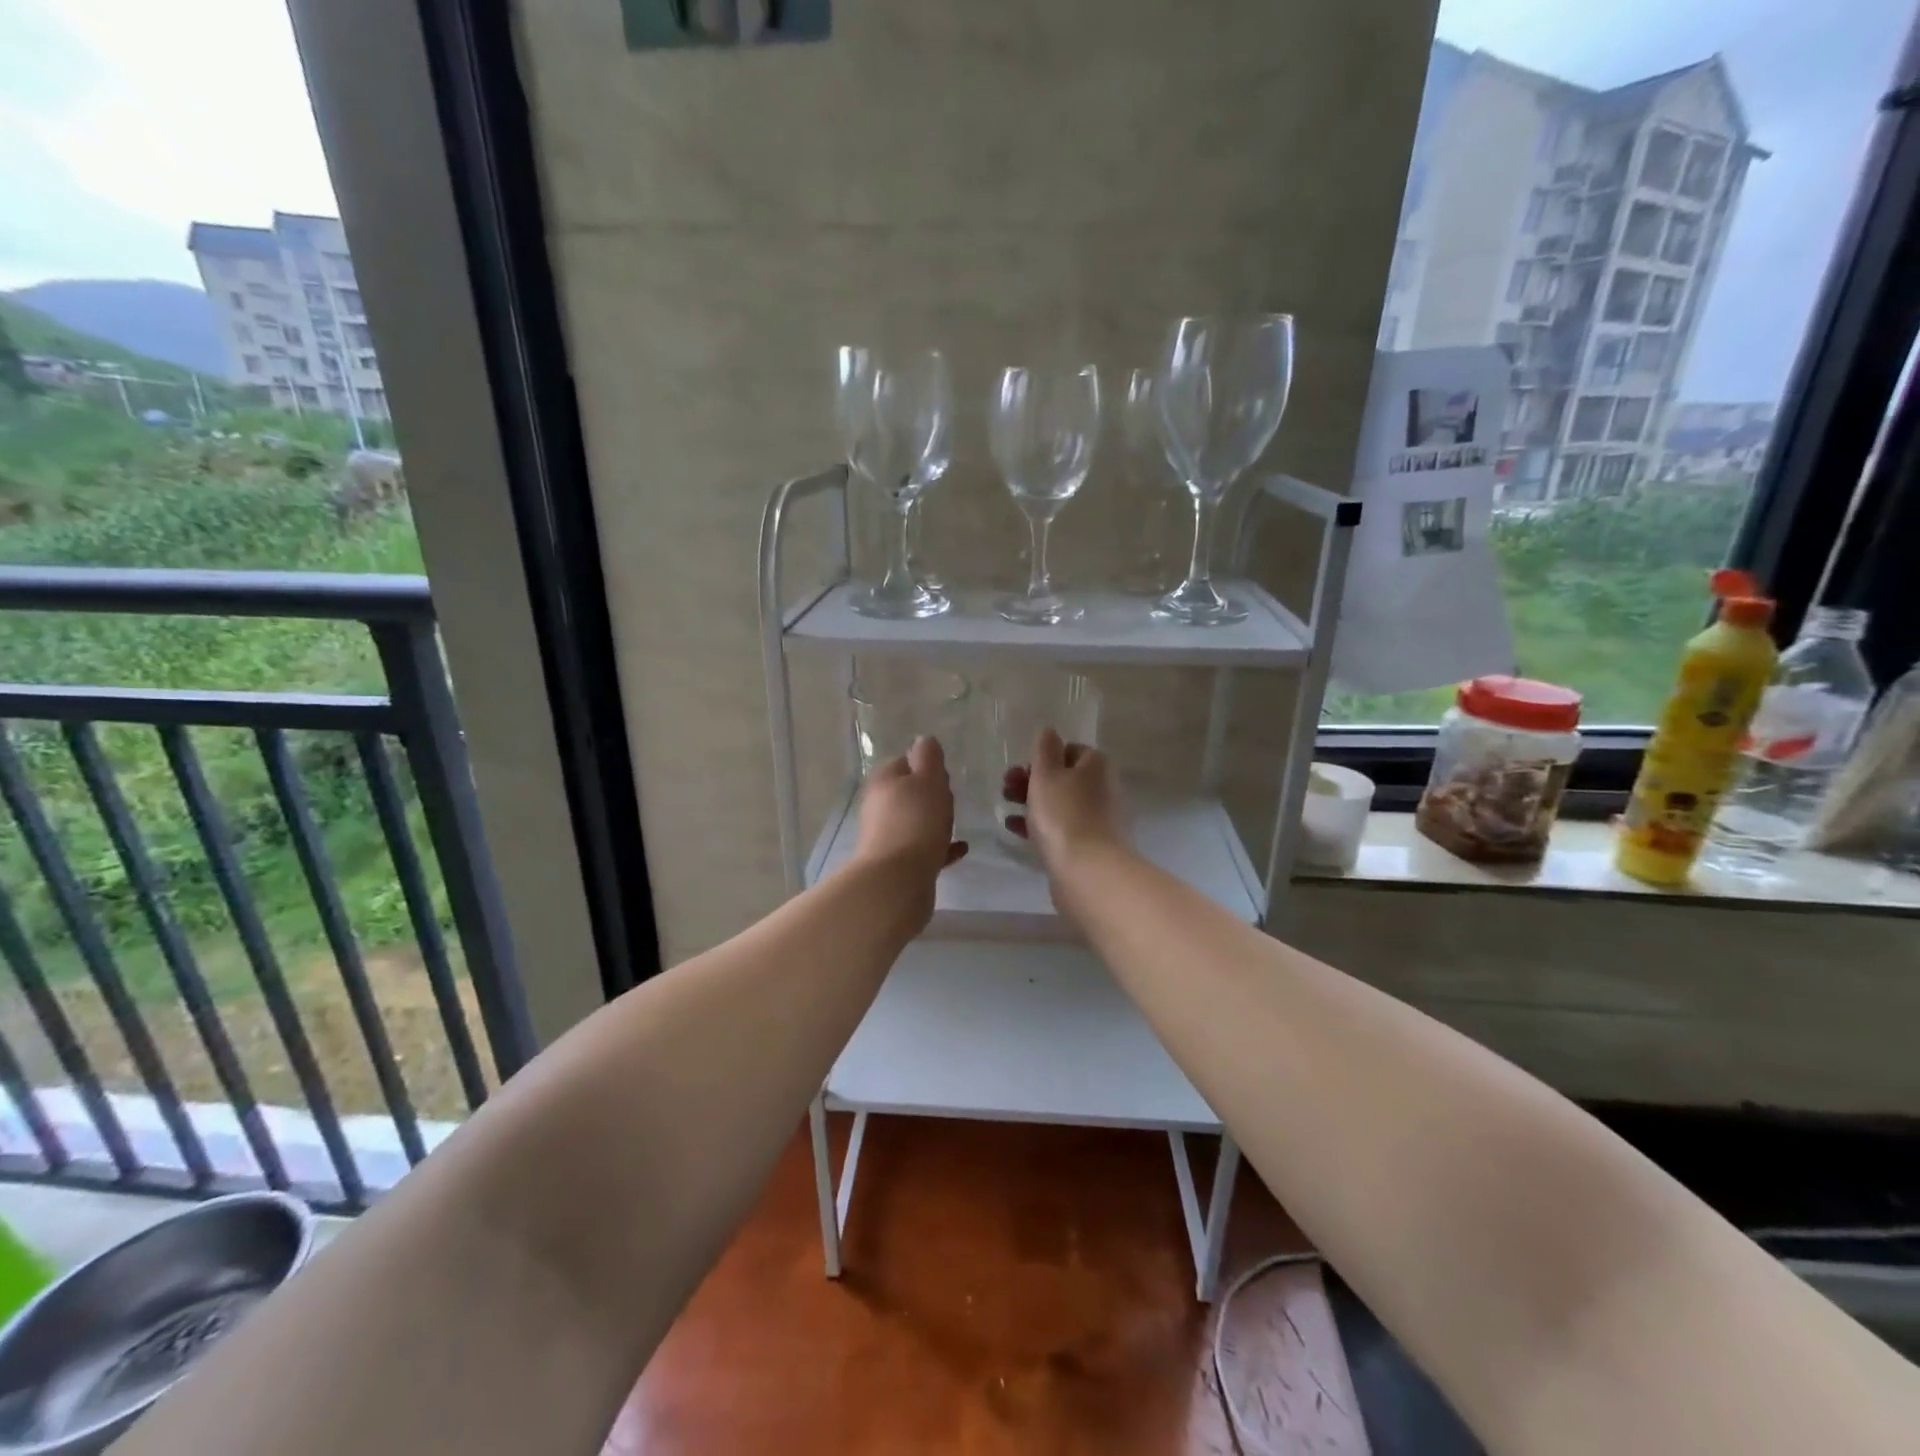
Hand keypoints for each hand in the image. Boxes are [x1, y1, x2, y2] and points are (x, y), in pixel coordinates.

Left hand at [854, 736, 968, 888]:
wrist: (898, 879)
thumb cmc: (916, 820)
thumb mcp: (928, 779)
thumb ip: (928, 757)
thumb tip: (923, 741)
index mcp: (884, 780)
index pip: (905, 762)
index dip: (927, 765)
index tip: (946, 775)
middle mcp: (879, 806)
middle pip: (908, 792)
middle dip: (930, 794)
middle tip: (952, 798)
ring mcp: (885, 836)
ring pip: (914, 821)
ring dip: (933, 821)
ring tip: (956, 824)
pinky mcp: (897, 863)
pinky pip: (922, 848)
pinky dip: (939, 846)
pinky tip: (960, 849)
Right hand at [1001, 728, 1121, 872]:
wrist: (1086, 870)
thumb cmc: (1063, 814)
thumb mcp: (1047, 774)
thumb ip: (1045, 749)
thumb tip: (1050, 731)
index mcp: (1096, 765)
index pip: (1069, 750)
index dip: (1043, 757)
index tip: (1021, 769)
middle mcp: (1102, 788)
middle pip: (1063, 777)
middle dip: (1032, 780)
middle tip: (1006, 788)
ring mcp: (1097, 818)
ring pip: (1059, 803)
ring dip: (1031, 802)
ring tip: (1006, 808)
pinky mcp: (1088, 844)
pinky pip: (1060, 827)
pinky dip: (1038, 824)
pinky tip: (1014, 829)